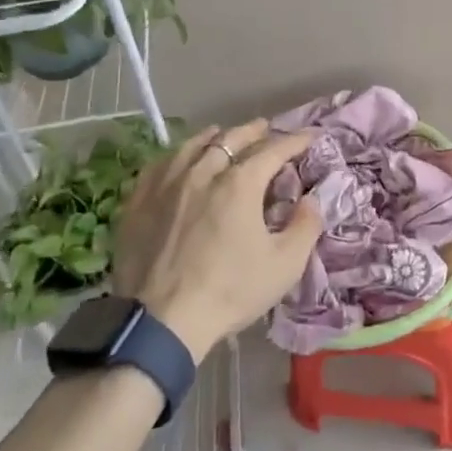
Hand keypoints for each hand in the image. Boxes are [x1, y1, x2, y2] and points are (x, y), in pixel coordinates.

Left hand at [110, 121, 322, 362]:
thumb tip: (312, 199)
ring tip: (222, 134)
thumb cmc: (230, 291)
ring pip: (193, 145)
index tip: (310, 136)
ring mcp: (167, 184)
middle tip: (266, 129)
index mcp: (240, 183)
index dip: (295, 141)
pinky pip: (160, 164)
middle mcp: (203, 171)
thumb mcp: (285, 265)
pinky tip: (179, 159)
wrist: (161, 321)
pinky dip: (177, 155)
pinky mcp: (139, 201)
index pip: (274, 150)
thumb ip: (306, 226)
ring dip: (214, 136)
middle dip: (254, 131)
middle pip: (231, 138)